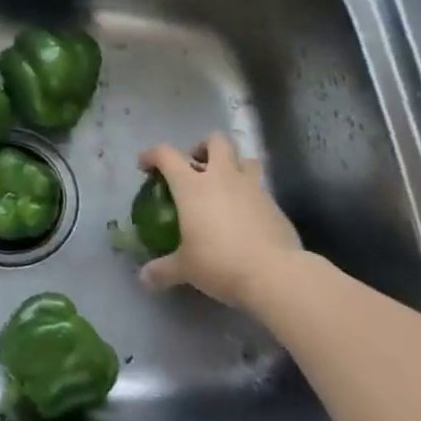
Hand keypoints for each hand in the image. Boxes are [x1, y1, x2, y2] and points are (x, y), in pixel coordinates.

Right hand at [137, 132, 302, 309]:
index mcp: (192, 185)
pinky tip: (246, 215)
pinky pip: (261, 188)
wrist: (275, 275)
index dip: (152, 155)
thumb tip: (144, 279)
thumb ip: (162, 269)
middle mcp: (222, 177)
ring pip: (246, 159)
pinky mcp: (275, 205)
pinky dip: (251, 194)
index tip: (146, 166)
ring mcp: (253, 188)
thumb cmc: (220, 262)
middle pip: (216, 141)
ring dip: (234, 165)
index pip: (166, 154)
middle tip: (196, 166)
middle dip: (204, 147)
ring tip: (226, 184)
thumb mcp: (185, 268)